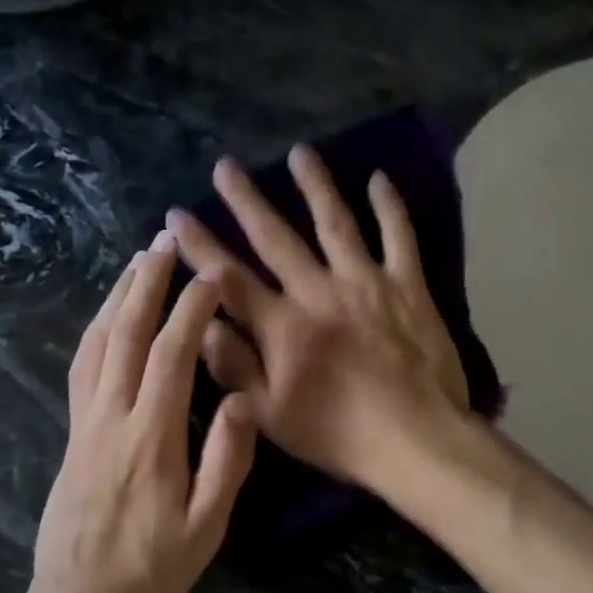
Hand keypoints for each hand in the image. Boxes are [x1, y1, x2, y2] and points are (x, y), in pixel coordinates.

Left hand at [27, 235, 257, 592]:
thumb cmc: (151, 568)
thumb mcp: (205, 528)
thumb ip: (226, 462)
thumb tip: (241, 398)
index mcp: (151, 436)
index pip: (171, 353)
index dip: (191, 307)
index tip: (212, 275)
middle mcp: (112, 416)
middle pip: (127, 333)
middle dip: (147, 281)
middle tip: (165, 240)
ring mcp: (86, 420)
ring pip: (97, 343)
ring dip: (118, 296)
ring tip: (137, 261)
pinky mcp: (73, 430)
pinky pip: (81, 365)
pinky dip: (96, 329)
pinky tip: (108, 315)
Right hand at [164, 146, 469, 496]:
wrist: (415, 440)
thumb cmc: (338, 434)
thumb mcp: (270, 414)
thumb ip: (234, 366)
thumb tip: (202, 323)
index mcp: (283, 325)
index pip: (229, 276)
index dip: (200, 244)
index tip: (177, 215)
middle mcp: (319, 291)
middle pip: (276, 236)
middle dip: (246, 199)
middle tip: (225, 165)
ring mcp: (366, 282)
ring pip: (335, 222)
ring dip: (315, 185)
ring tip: (300, 153)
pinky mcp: (407, 285)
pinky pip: (399, 237)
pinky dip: (390, 207)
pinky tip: (379, 179)